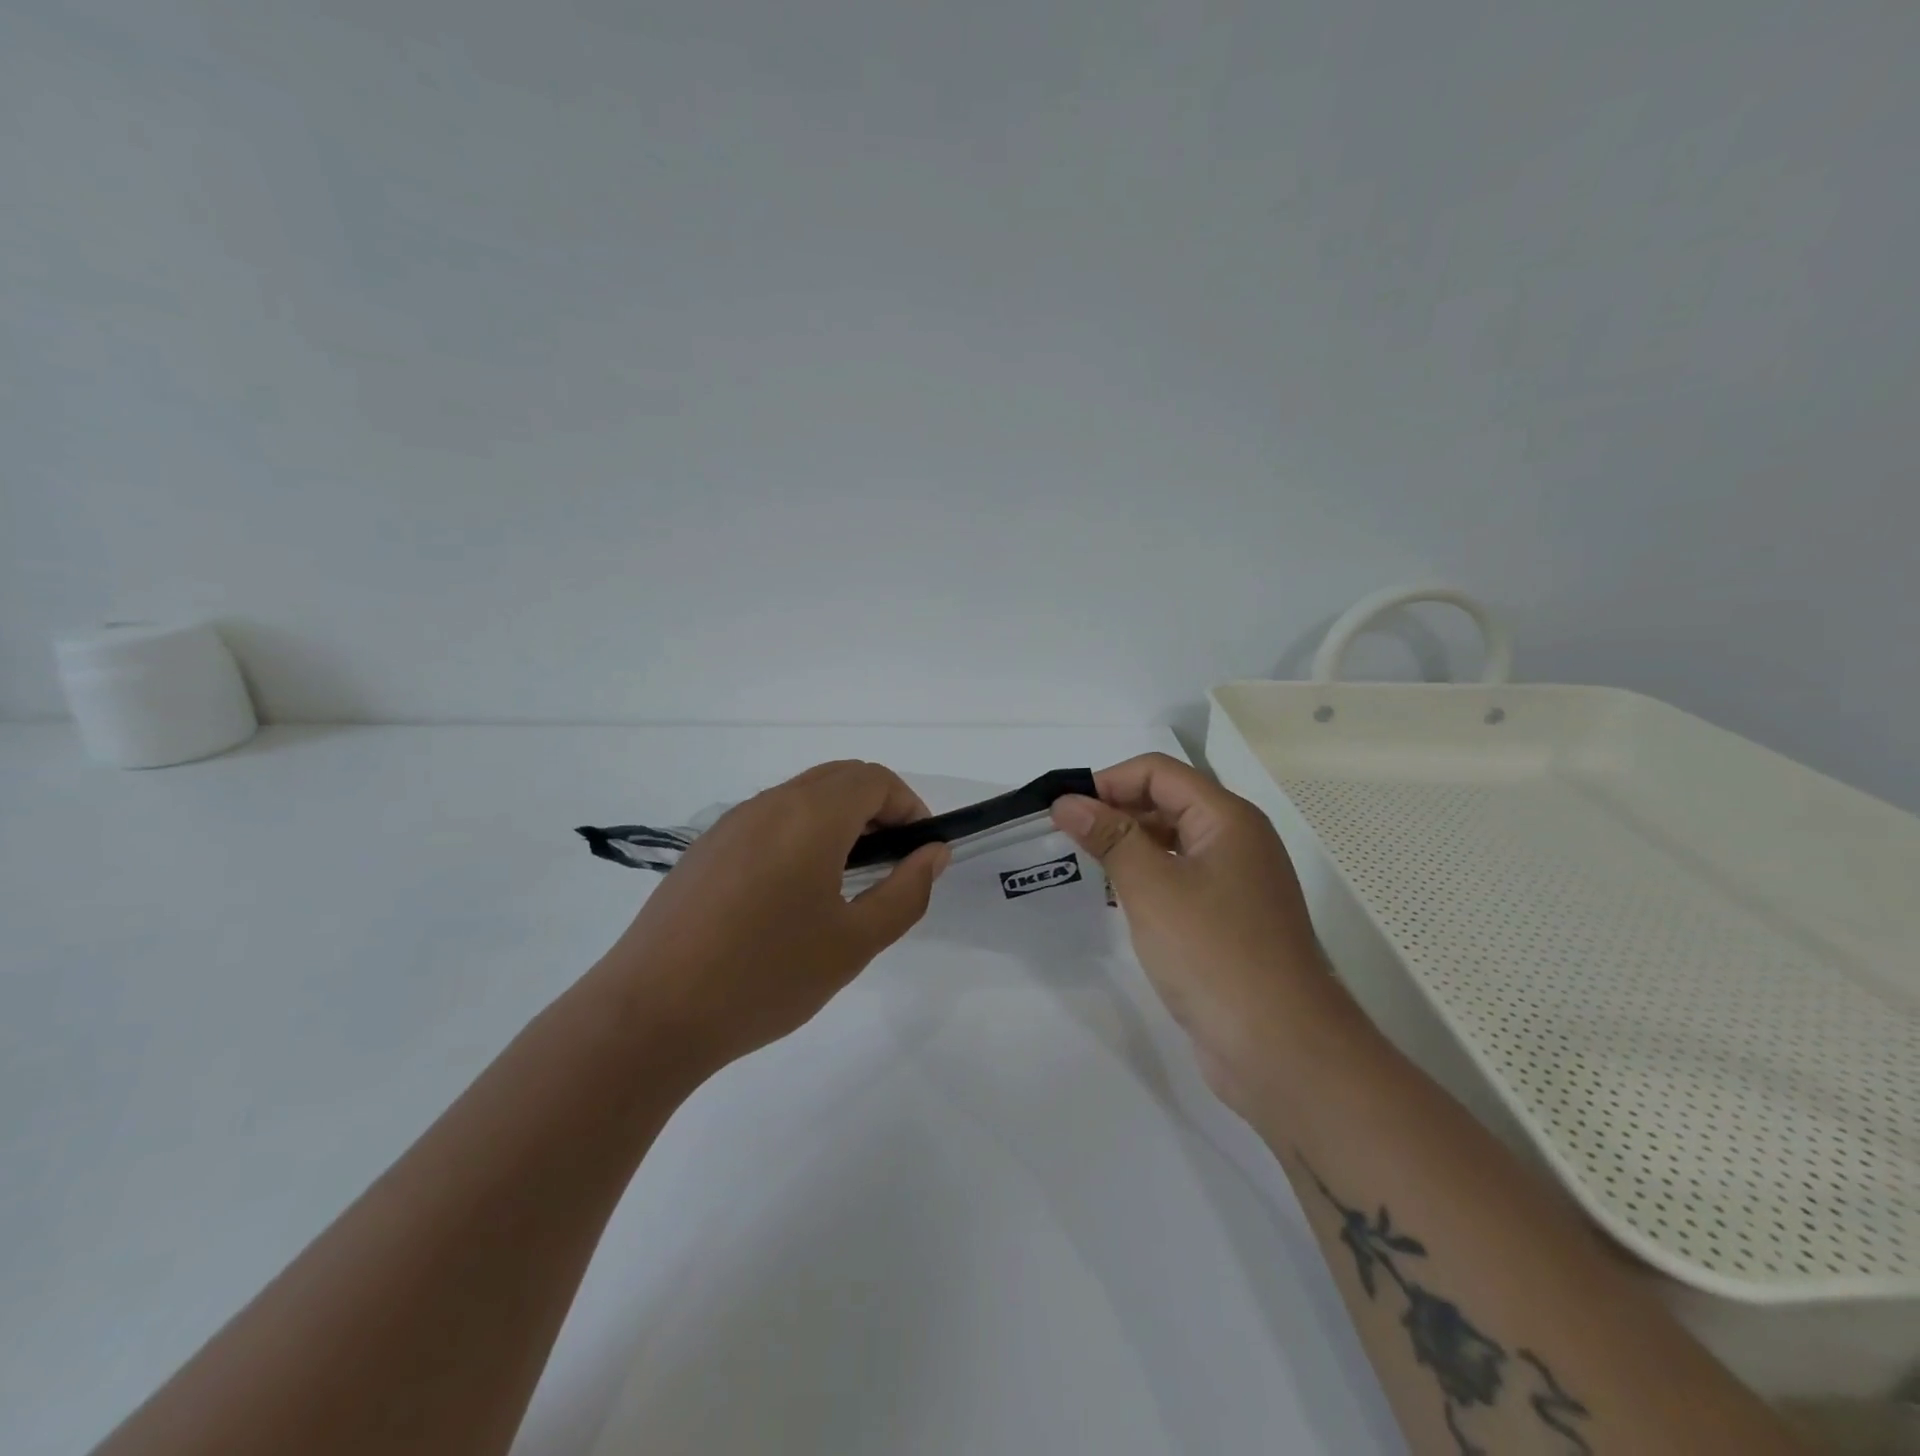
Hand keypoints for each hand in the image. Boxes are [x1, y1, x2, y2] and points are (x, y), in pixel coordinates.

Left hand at [600, 760, 949, 1072]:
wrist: (650, 1014)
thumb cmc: (765, 976)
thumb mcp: (853, 943)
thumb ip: (905, 892)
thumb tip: (931, 854)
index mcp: (810, 816)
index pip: (875, 779)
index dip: (909, 806)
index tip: (919, 851)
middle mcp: (770, 804)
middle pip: (839, 778)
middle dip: (877, 808)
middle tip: (891, 863)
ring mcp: (731, 823)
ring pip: (801, 796)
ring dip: (838, 819)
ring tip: (846, 879)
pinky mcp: (705, 848)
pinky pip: (768, 819)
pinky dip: (800, 832)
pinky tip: (792, 893)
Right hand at [1051, 753, 1327, 1112]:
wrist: (1281, 1049)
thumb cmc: (1214, 953)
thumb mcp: (1152, 887)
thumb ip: (1109, 837)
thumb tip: (1067, 801)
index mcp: (1228, 818)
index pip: (1159, 773)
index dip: (1109, 782)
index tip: (1064, 810)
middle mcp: (1237, 841)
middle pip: (1167, 802)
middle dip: (1115, 812)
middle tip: (1066, 838)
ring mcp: (1236, 883)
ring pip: (1172, 843)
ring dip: (1128, 846)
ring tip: (1083, 865)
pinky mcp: (1229, 921)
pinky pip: (1180, 880)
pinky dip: (1146, 879)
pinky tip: (1116, 901)